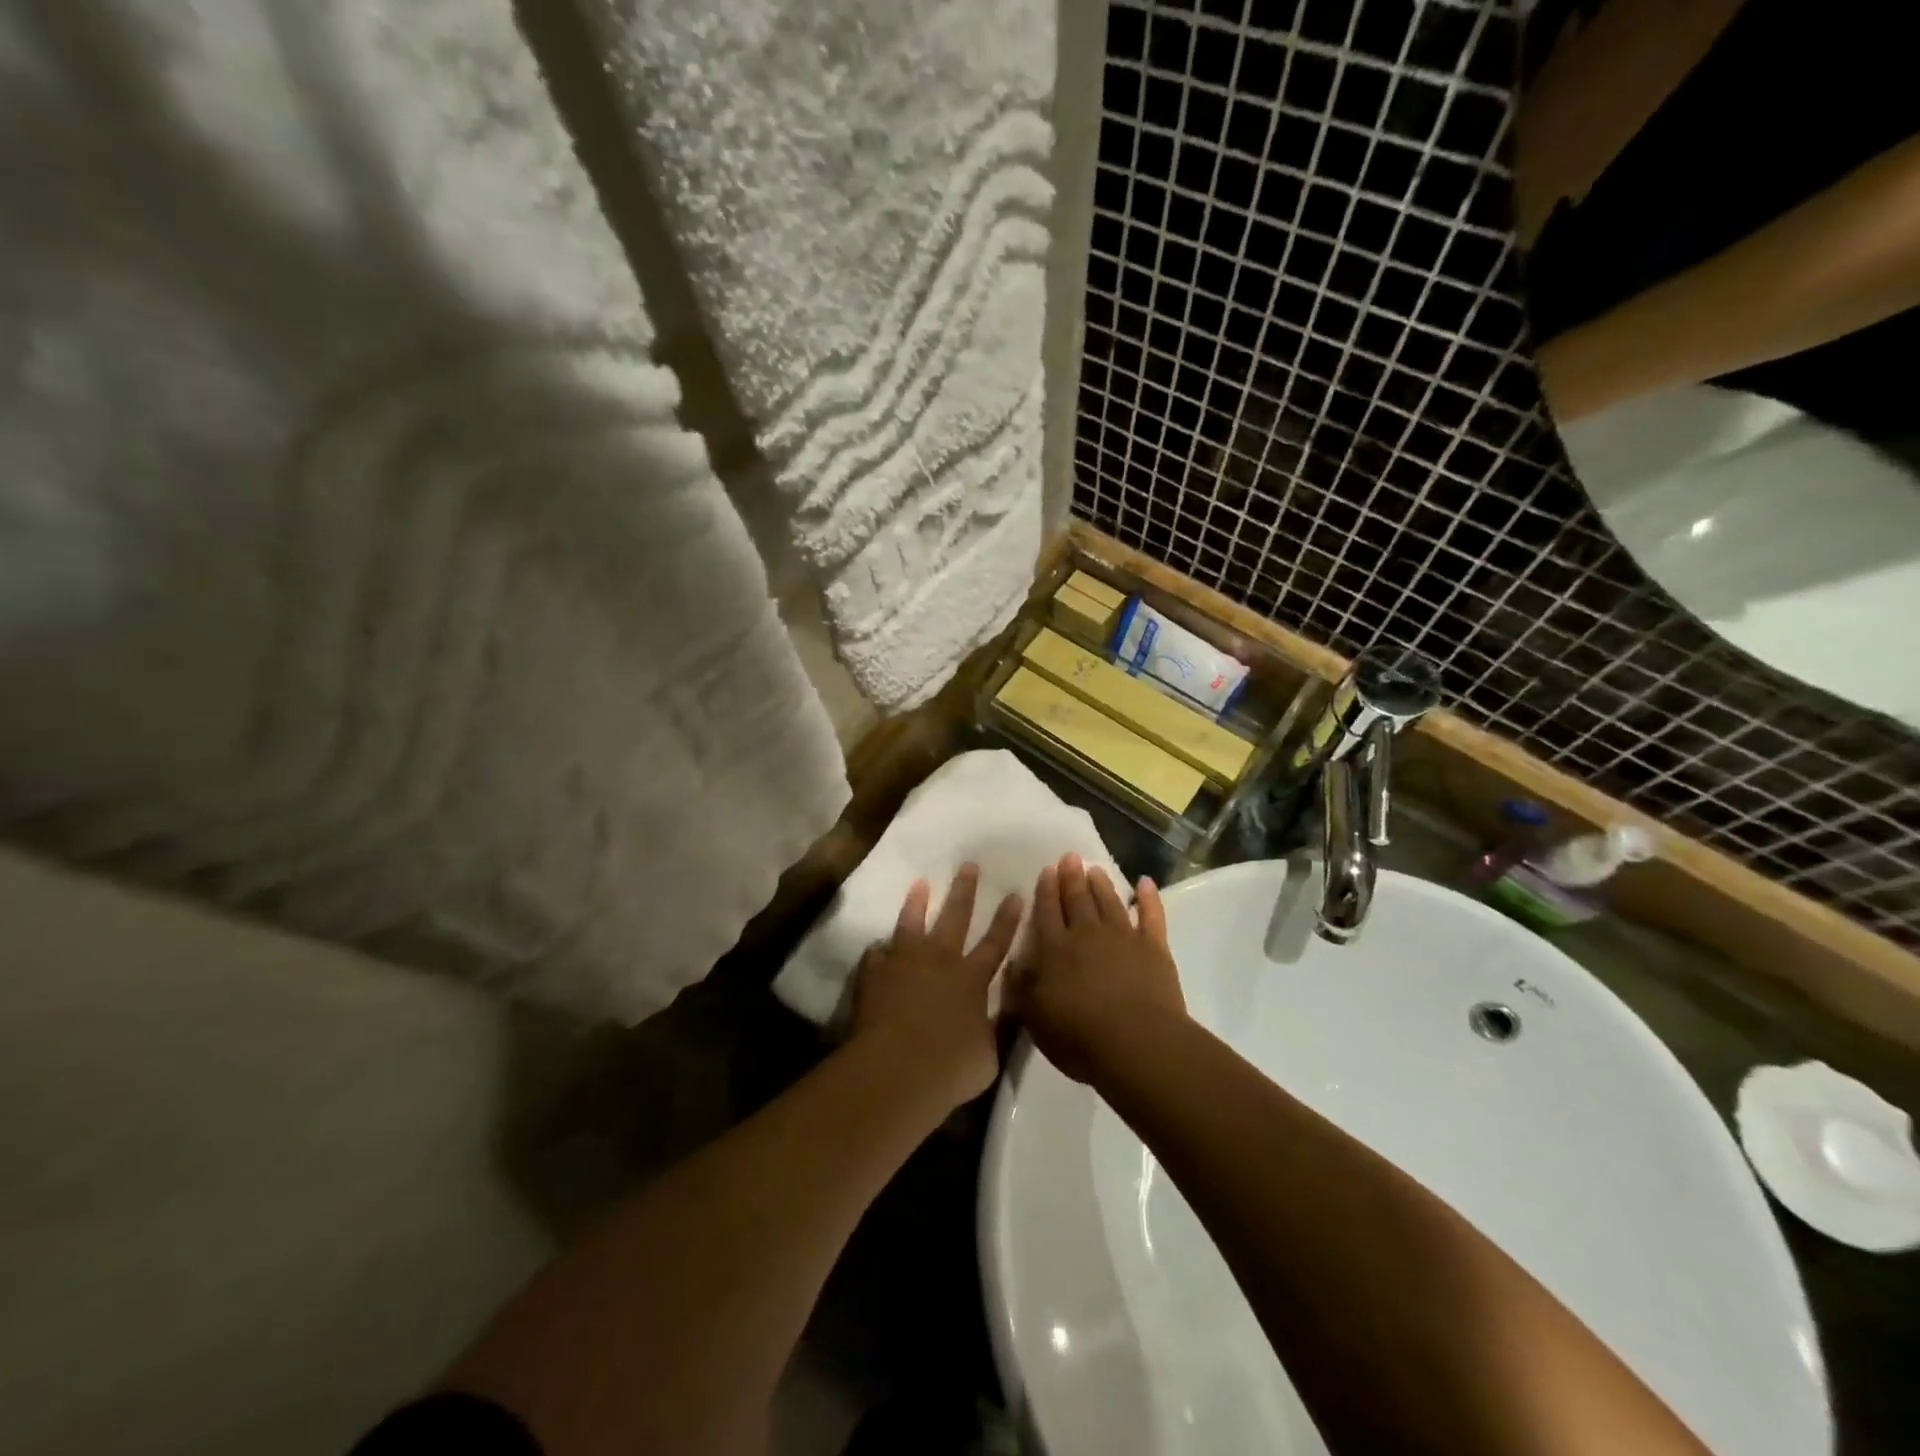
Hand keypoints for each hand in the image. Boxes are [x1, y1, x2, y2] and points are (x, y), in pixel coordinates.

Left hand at [848, 864, 1023, 1112]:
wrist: (896, 1068)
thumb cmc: (949, 1067)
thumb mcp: (988, 1056)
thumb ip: (996, 1028)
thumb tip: (1005, 1012)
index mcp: (972, 978)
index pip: (996, 942)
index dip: (1007, 919)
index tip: (1015, 893)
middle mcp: (940, 960)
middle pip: (955, 917)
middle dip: (964, 890)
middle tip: (968, 865)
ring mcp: (903, 962)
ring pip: (911, 923)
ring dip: (917, 903)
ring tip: (920, 884)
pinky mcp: (874, 973)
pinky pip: (876, 955)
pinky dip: (879, 952)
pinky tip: (877, 949)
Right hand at [1008, 853, 1186, 1084]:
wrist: (1137, 1043)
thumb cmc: (1079, 1036)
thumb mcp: (1034, 1018)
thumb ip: (1021, 987)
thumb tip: (1012, 962)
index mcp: (1055, 949)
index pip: (1046, 912)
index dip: (1045, 890)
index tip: (1046, 870)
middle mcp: (1087, 934)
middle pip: (1077, 899)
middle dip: (1071, 878)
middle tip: (1070, 857)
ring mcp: (1123, 937)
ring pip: (1110, 902)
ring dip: (1102, 884)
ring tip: (1095, 869)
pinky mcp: (1154, 948)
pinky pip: (1152, 916)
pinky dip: (1149, 898)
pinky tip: (1146, 883)